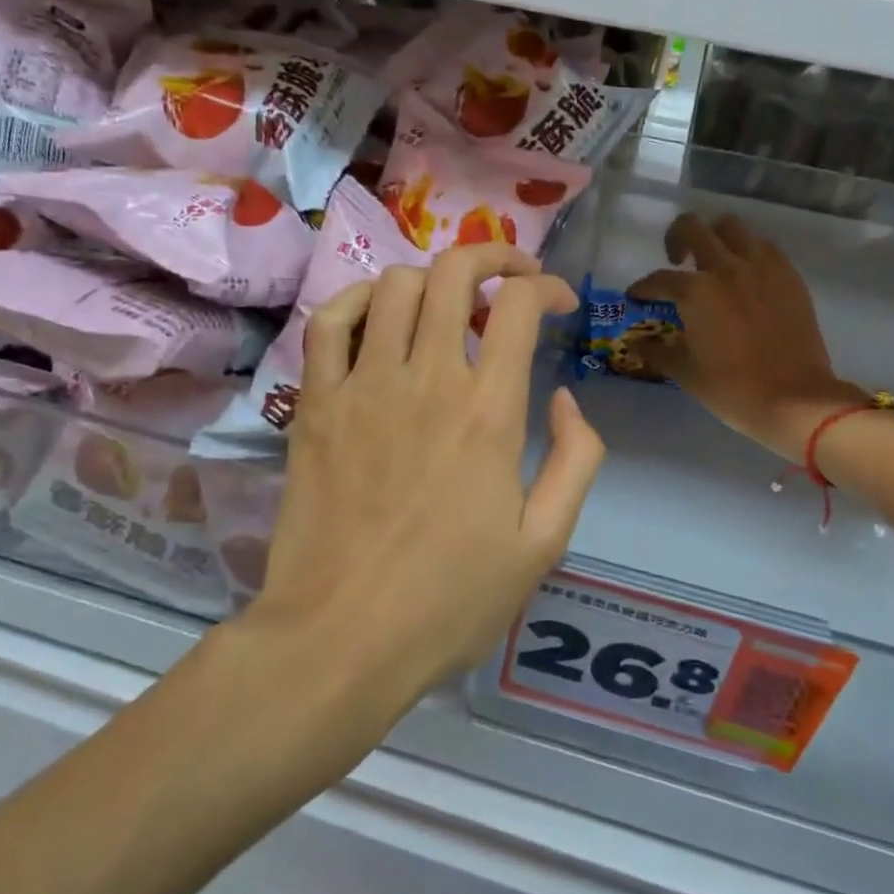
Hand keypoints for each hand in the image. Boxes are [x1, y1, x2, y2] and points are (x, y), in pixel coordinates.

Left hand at [247, 244, 604, 714]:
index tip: (560, 302)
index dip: (548, 286)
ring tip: (450, 302)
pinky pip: (330, 321)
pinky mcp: (317, 403)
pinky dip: (358, 300)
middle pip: (457, 273)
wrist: (342, 639)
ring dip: (433, 277)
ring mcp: (364, 385)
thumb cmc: (449, 599)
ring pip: (397, 285)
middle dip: (495, 255)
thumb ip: (576, 461)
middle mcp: (427, 378)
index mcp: (489, 411)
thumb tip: (566, 399)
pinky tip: (378, 313)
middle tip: (513, 274)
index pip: (520, 305)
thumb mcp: (543, 544)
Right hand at [630, 212, 865, 460]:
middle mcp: (726, 268)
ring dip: (716, 238)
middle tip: (677, 261)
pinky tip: (746, 275)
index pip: (658, 279)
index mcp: (695, 292)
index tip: (637, 296)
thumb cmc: (732, 389)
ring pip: (732, 227)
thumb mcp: (686, 373)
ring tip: (714, 262)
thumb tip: (638, 345)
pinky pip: (764, 247)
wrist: (795, 399)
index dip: (642, 288)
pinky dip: (748, 252)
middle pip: (692, 228)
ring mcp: (762, 267)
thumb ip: (658, 352)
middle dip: (675, 239)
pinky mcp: (789, 275)